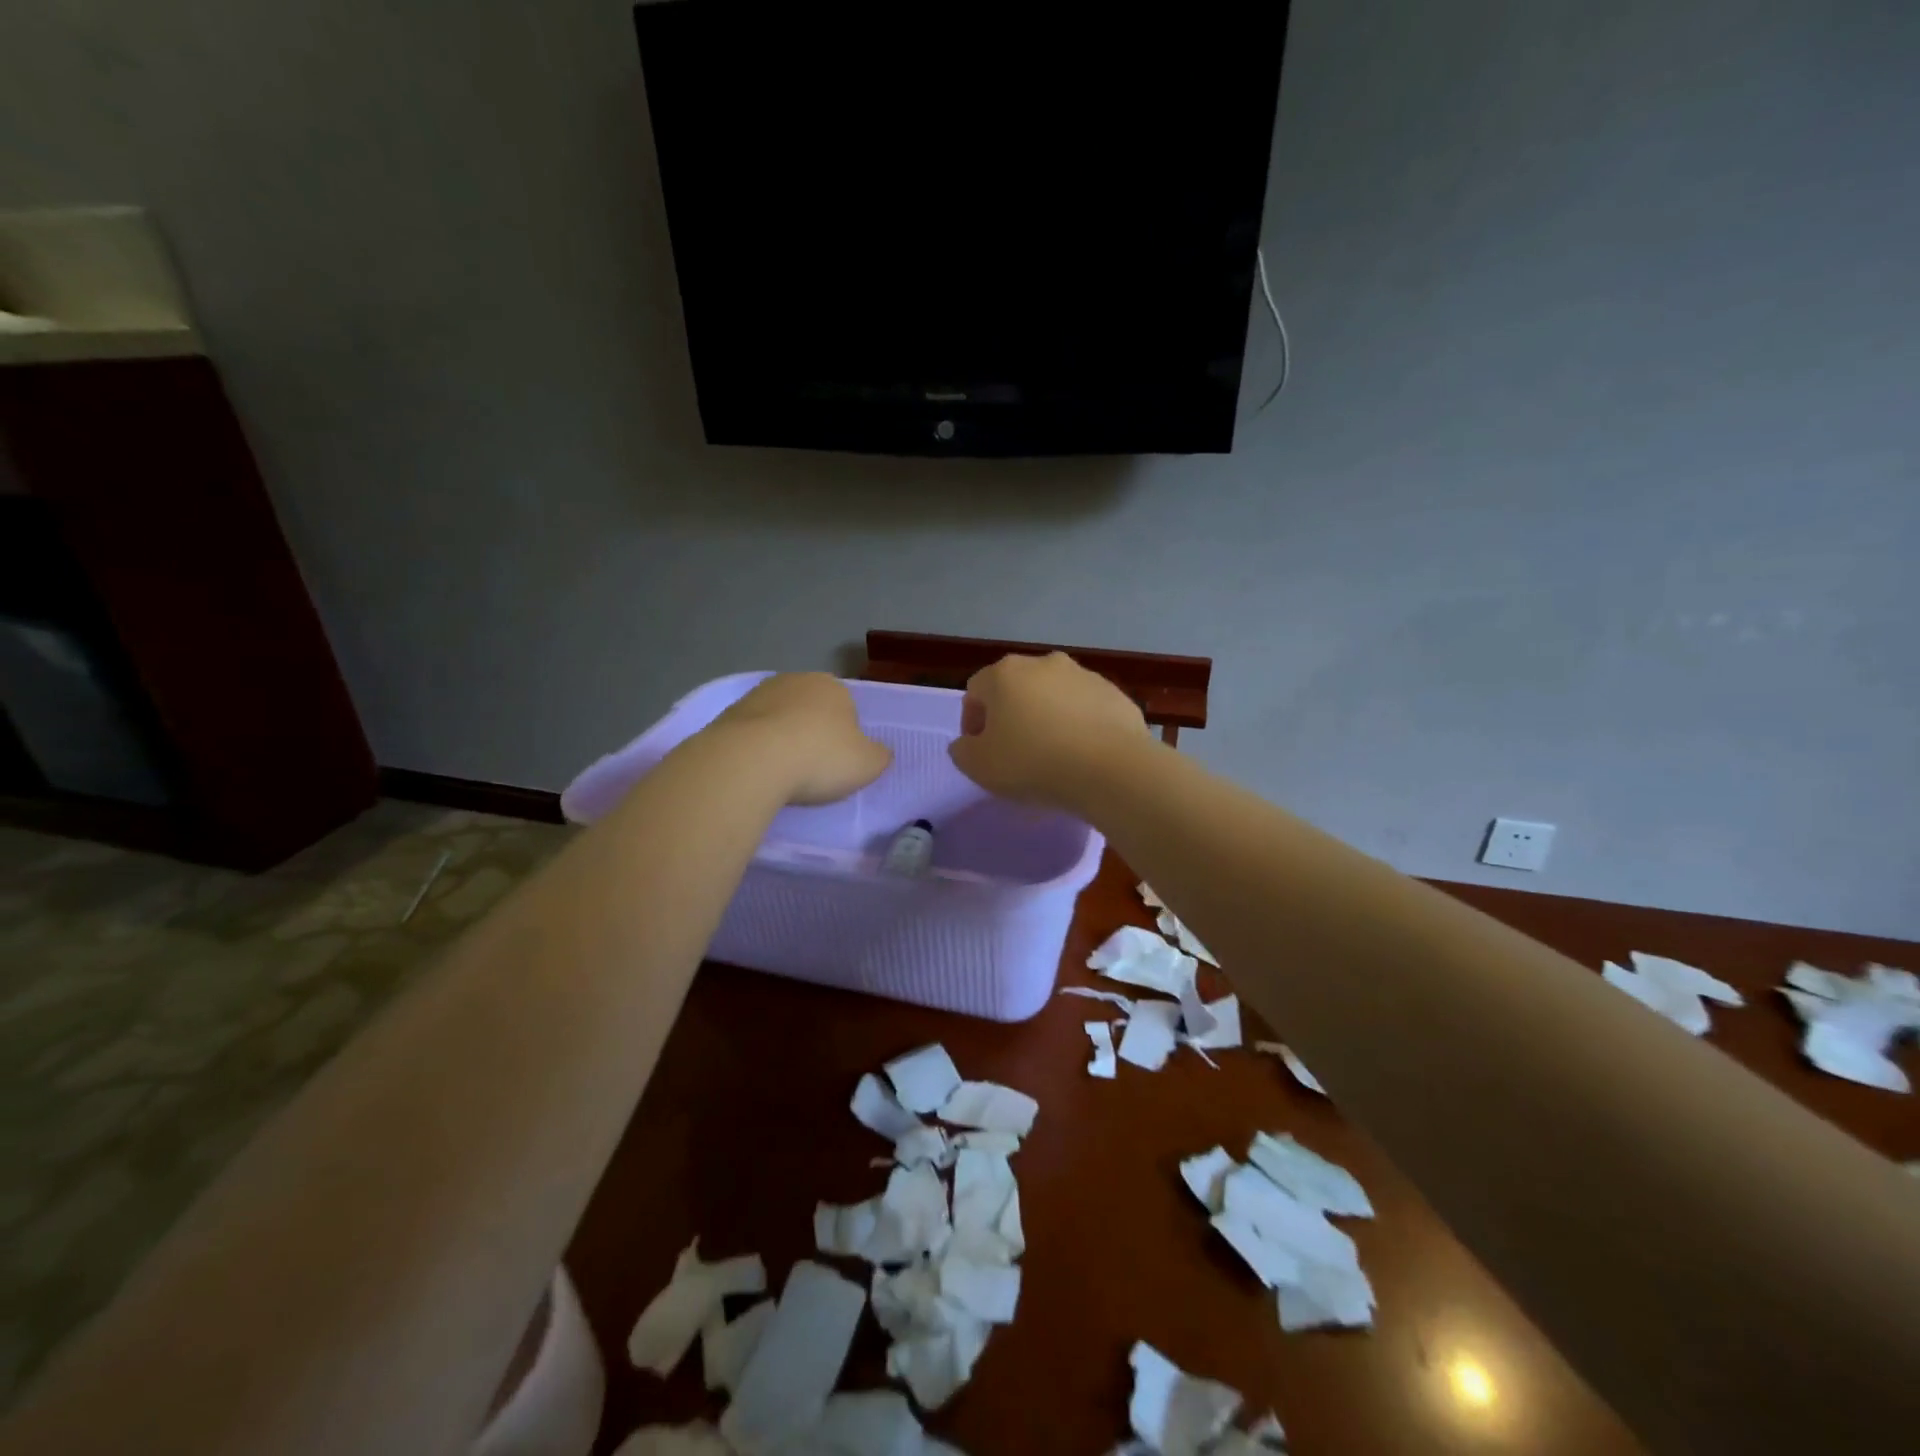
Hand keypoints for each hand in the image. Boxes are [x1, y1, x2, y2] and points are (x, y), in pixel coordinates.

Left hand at [710, 673, 892, 805]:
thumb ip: (879, 755)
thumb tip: (880, 751)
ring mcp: (757, 694)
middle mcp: (795, 680)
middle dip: (811, 733)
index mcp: (833, 686)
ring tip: (782, 774)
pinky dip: (756, 749)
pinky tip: (758, 771)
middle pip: (810, 710)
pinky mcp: (727, 714)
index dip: (846, 736)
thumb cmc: (819, 758)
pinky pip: (752, 734)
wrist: (750, 761)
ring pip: (779, 719)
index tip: (838, 762)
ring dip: (782, 740)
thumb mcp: (868, 764)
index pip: (847, 708)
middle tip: (812, 769)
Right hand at [947, 652, 1148, 807]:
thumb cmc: (1033, 763)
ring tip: (1052, 755)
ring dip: (1046, 718)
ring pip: (1053, 696)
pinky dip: (1078, 725)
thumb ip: (962, 751)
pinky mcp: (1115, 694)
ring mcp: (1083, 675)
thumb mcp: (979, 767)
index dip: (972, 723)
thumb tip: (967, 743)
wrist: (1111, 769)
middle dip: (1011, 716)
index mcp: (1005, 674)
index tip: (980, 751)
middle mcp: (1043, 664)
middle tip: (1014, 752)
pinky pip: (1085, 709)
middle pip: (1016, 688)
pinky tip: (1082, 754)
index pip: (975, 692)